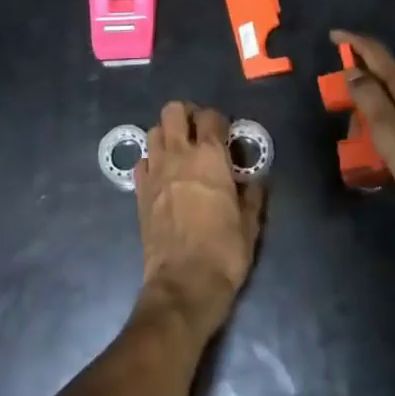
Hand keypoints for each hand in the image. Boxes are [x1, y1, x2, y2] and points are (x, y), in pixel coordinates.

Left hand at [134, 101, 265, 336]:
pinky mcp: (139, 191)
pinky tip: (162, 176)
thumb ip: (252, 193)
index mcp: (210, 156)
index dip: (219, 121)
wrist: (184, 285)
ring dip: (167, 135)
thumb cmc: (224, 252)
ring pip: (154, 131)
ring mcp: (155, 171)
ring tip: (179, 151)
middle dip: (186, 115)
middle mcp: (180, 154)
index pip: (211, 116)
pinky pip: (142, 161)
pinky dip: (151, 161)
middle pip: (173, 110)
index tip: (226, 135)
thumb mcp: (250, 223)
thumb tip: (254, 179)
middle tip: (198, 132)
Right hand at [332, 30, 394, 233]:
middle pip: (385, 80)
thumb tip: (353, 71)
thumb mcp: (390, 132)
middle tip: (342, 113)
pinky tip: (386, 156)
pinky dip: (388, 131)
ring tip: (360, 146)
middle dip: (359, 89)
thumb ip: (370, 99)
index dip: (354, 42)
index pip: (377, 54)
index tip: (333, 35)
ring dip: (373, 115)